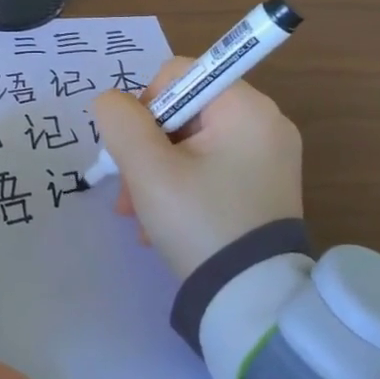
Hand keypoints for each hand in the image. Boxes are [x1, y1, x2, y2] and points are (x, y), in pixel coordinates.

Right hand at [91, 57, 303, 279]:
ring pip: (191, 143)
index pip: (178, 74)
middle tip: (130, 192)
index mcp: (246, 107)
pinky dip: (182, 186)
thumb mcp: (147, 169)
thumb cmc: (199, 223)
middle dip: (147, 149)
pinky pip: (211, 167)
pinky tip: (161, 224)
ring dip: (157, 172)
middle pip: (182, 111)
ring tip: (139, 216)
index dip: (146, 106)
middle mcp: (265, 122)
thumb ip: (120, 120)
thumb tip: (111, 101)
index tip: (138, 152)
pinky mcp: (264, 186)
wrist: (252, 304)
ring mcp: (268, 156)